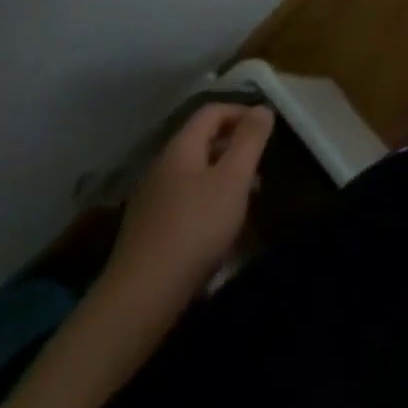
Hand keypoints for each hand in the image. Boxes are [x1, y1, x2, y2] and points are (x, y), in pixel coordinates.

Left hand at [106, 103, 273, 304]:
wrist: (140, 299)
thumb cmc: (195, 228)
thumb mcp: (233, 179)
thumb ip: (250, 140)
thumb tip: (262, 108)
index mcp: (181, 148)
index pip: (212, 112)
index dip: (241, 112)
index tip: (267, 128)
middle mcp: (162, 167)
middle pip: (202, 142)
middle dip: (234, 147)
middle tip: (261, 165)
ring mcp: (151, 200)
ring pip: (194, 174)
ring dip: (223, 177)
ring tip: (247, 198)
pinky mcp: (148, 231)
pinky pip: (184, 201)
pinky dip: (207, 202)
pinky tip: (219, 228)